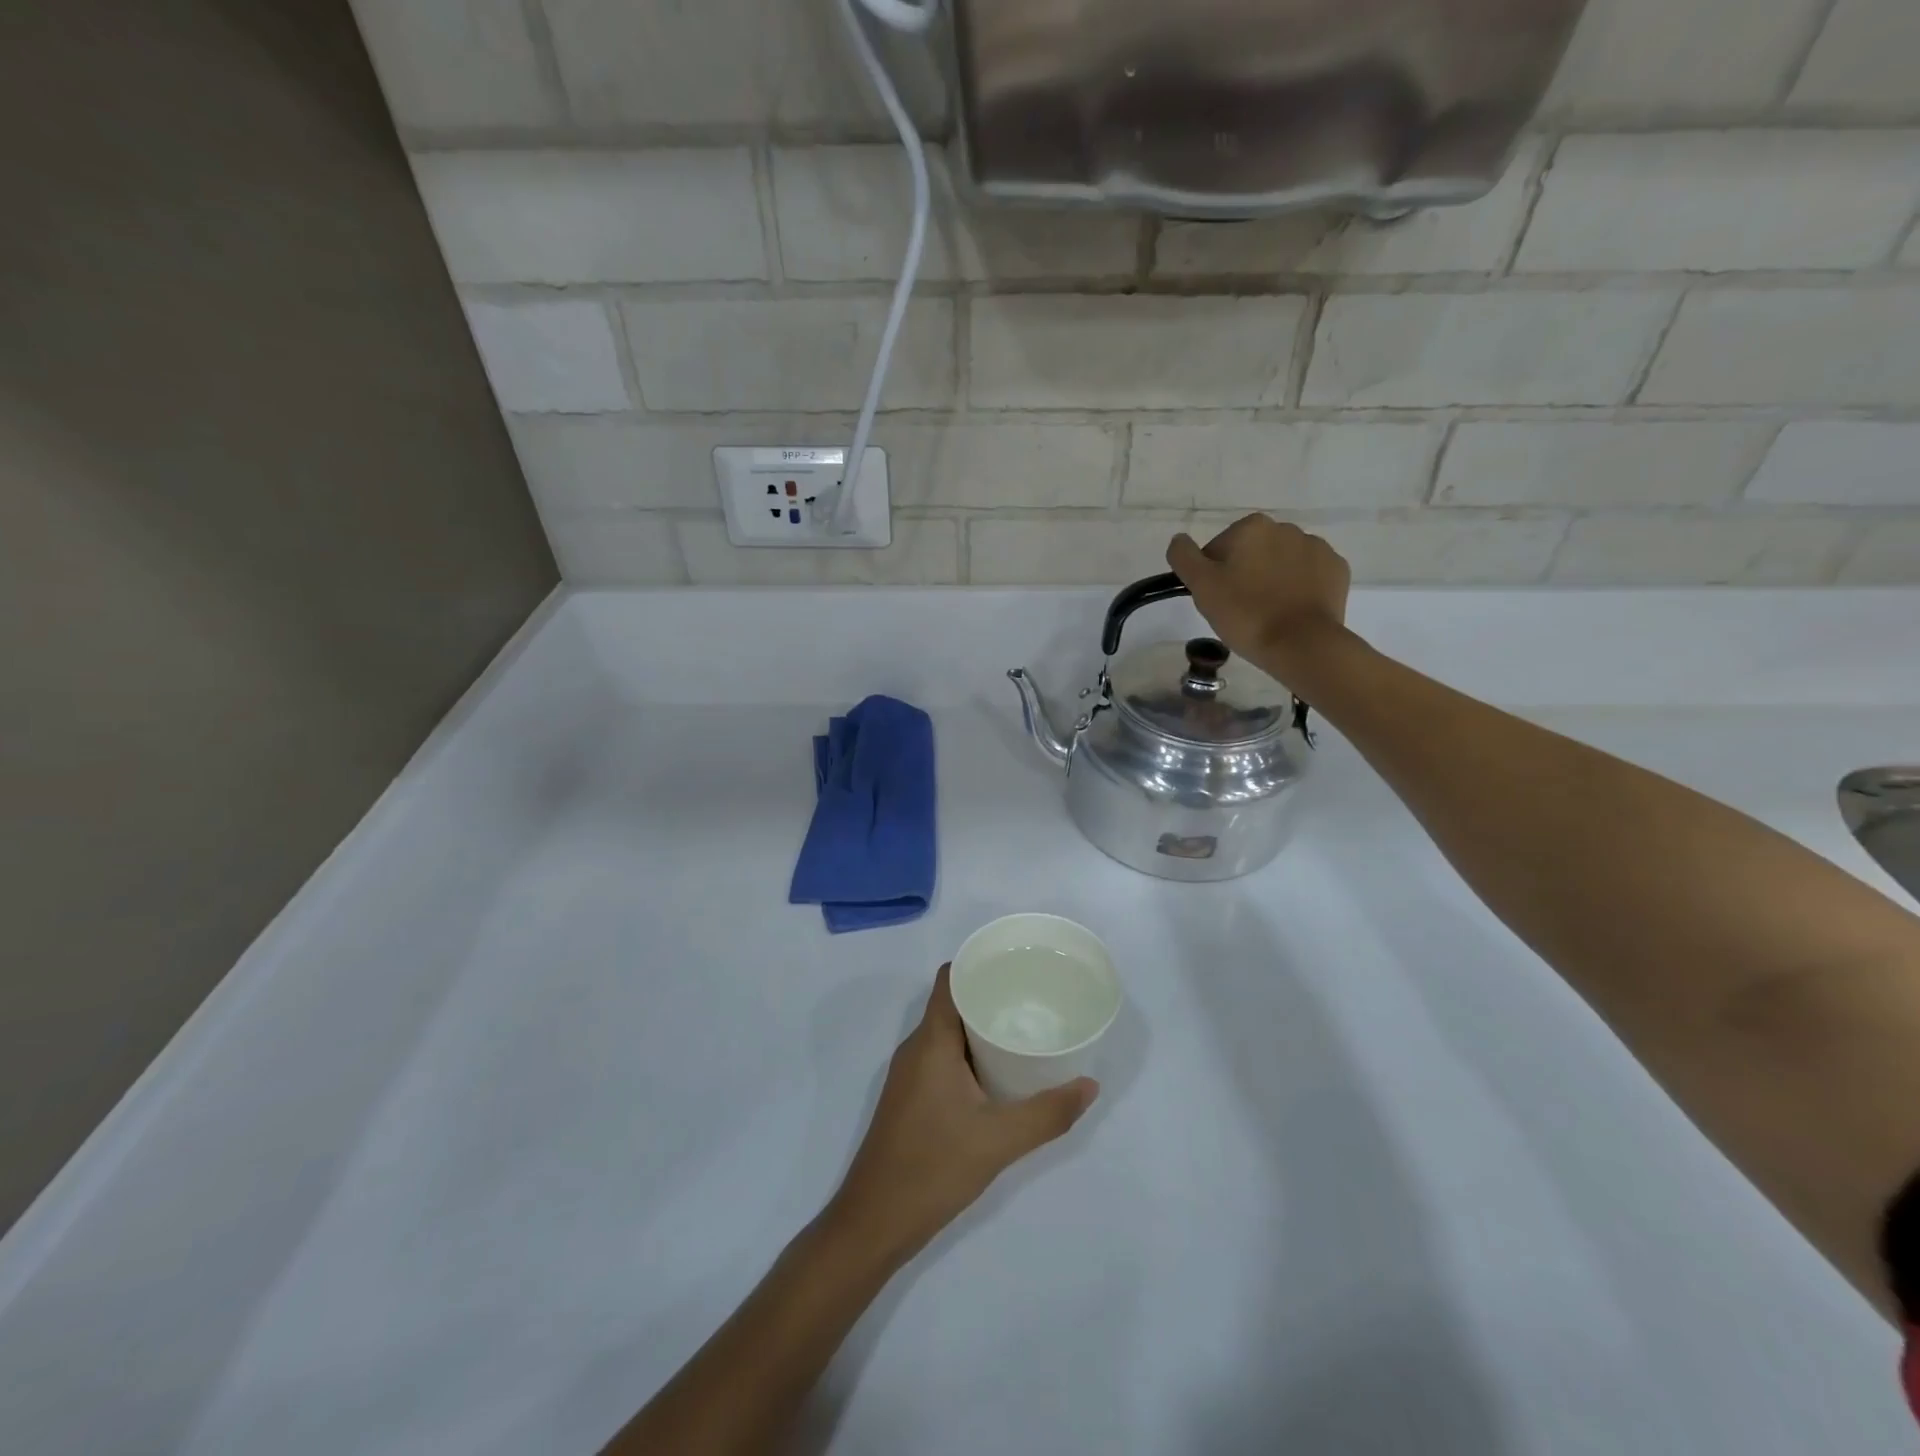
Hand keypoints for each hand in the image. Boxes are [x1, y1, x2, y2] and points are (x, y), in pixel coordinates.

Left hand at [825, 965, 1096, 1265]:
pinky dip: (970, 1054)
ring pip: (948, 1033)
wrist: (874, 1222)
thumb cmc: (932, 1168)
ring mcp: (910, 1074)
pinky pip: (943, 1057)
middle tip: (1034, 998)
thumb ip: (1047, 1113)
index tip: (1017, 965)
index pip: (951, 979)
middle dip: (990, 996)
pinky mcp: (911, 1097)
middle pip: (953, 1003)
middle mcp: (916, 1048)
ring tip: (1024, 1030)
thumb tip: (1090, 1086)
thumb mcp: (999, 1141)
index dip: (979, 964)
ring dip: (981, 1028)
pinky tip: (999, 1073)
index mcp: (931, 1041)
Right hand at [1166, 515, 1351, 672]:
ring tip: (1267, 613)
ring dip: (1272, 580)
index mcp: (1251, 527)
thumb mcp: (1201, 587)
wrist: (1302, 644)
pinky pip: (1308, 575)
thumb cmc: (1245, 614)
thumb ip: (1184, 557)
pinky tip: (1291, 611)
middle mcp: (1286, 528)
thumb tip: (1179, 539)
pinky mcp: (1337, 570)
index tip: (1218, 600)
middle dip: (1244, 574)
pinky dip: (1298, 588)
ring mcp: (1316, 548)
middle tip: (1239, 609)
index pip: (1218, 549)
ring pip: (1281, 563)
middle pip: (1252, 552)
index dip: (1212, 575)